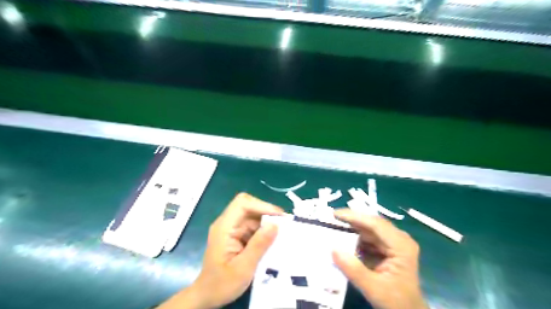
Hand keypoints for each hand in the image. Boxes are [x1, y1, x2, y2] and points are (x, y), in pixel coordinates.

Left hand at [157, 193, 280, 308]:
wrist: (208, 296)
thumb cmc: (222, 284)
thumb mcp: (243, 268)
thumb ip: (259, 245)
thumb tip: (275, 224)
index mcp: (224, 227)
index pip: (242, 204)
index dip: (262, 206)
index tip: (279, 217)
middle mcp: (227, 223)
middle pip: (248, 206)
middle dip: (267, 212)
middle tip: (284, 223)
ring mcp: (231, 228)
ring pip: (252, 215)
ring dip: (267, 221)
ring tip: (283, 231)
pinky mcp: (236, 235)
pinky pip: (252, 225)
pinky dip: (264, 229)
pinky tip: (273, 239)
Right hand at [329, 209, 427, 308]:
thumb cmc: (395, 302)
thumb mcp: (373, 288)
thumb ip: (353, 269)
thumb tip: (333, 249)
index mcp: (401, 245)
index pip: (375, 224)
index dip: (354, 216)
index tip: (334, 214)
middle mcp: (399, 239)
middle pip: (372, 223)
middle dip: (351, 220)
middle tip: (330, 217)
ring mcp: (393, 242)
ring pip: (369, 229)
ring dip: (352, 228)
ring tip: (333, 226)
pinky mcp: (387, 247)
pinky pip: (369, 237)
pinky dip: (355, 237)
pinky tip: (342, 238)